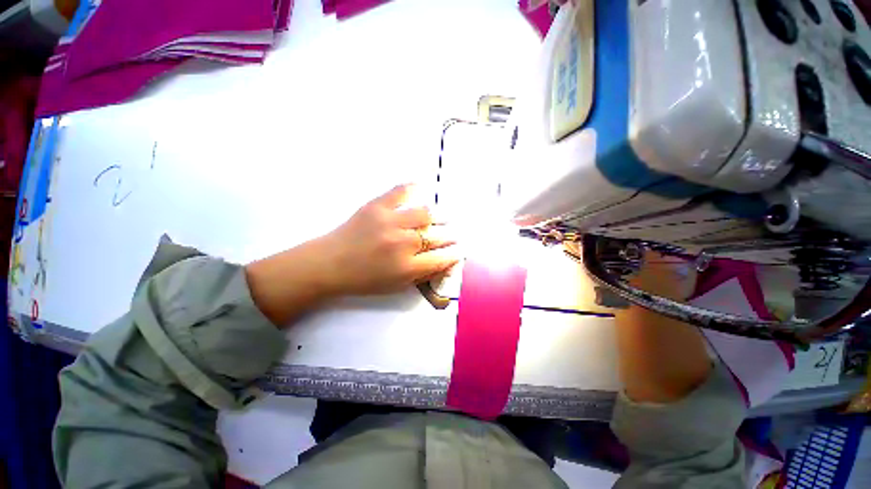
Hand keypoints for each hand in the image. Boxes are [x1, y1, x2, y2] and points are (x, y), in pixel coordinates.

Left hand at [246, 185, 459, 325]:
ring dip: (438, 216)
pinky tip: (421, 188)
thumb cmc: (364, 279)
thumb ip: (423, 274)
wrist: (328, 264)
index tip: (459, 250)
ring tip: (440, 217)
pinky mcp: (377, 206)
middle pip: (438, 235)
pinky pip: (401, 191)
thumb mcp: (396, 286)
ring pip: (426, 213)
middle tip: (452, 234)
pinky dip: (413, 188)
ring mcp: (390, 221)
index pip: (443, 257)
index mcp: (407, 267)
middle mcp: (403, 243)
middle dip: (450, 236)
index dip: (455, 253)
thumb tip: (445, 261)